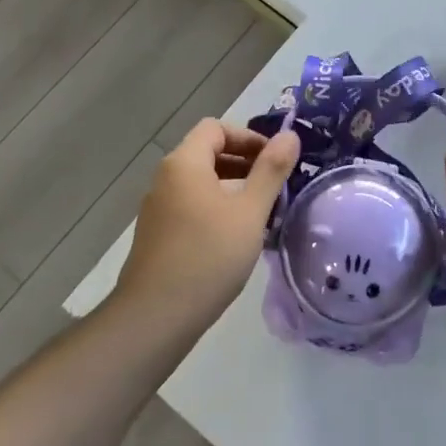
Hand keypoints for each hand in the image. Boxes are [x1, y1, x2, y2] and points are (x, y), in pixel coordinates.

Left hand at [118, 119, 299, 330]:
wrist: (155, 317)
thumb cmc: (208, 256)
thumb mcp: (249, 212)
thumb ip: (271, 171)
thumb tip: (290, 135)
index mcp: (184, 163)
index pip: (216, 128)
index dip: (248, 137)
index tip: (274, 160)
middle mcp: (165, 178)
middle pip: (206, 152)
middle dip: (243, 162)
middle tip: (274, 185)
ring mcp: (157, 208)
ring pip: (200, 182)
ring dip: (231, 186)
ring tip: (260, 211)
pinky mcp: (157, 235)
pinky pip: (190, 205)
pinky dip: (215, 207)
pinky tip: (235, 237)